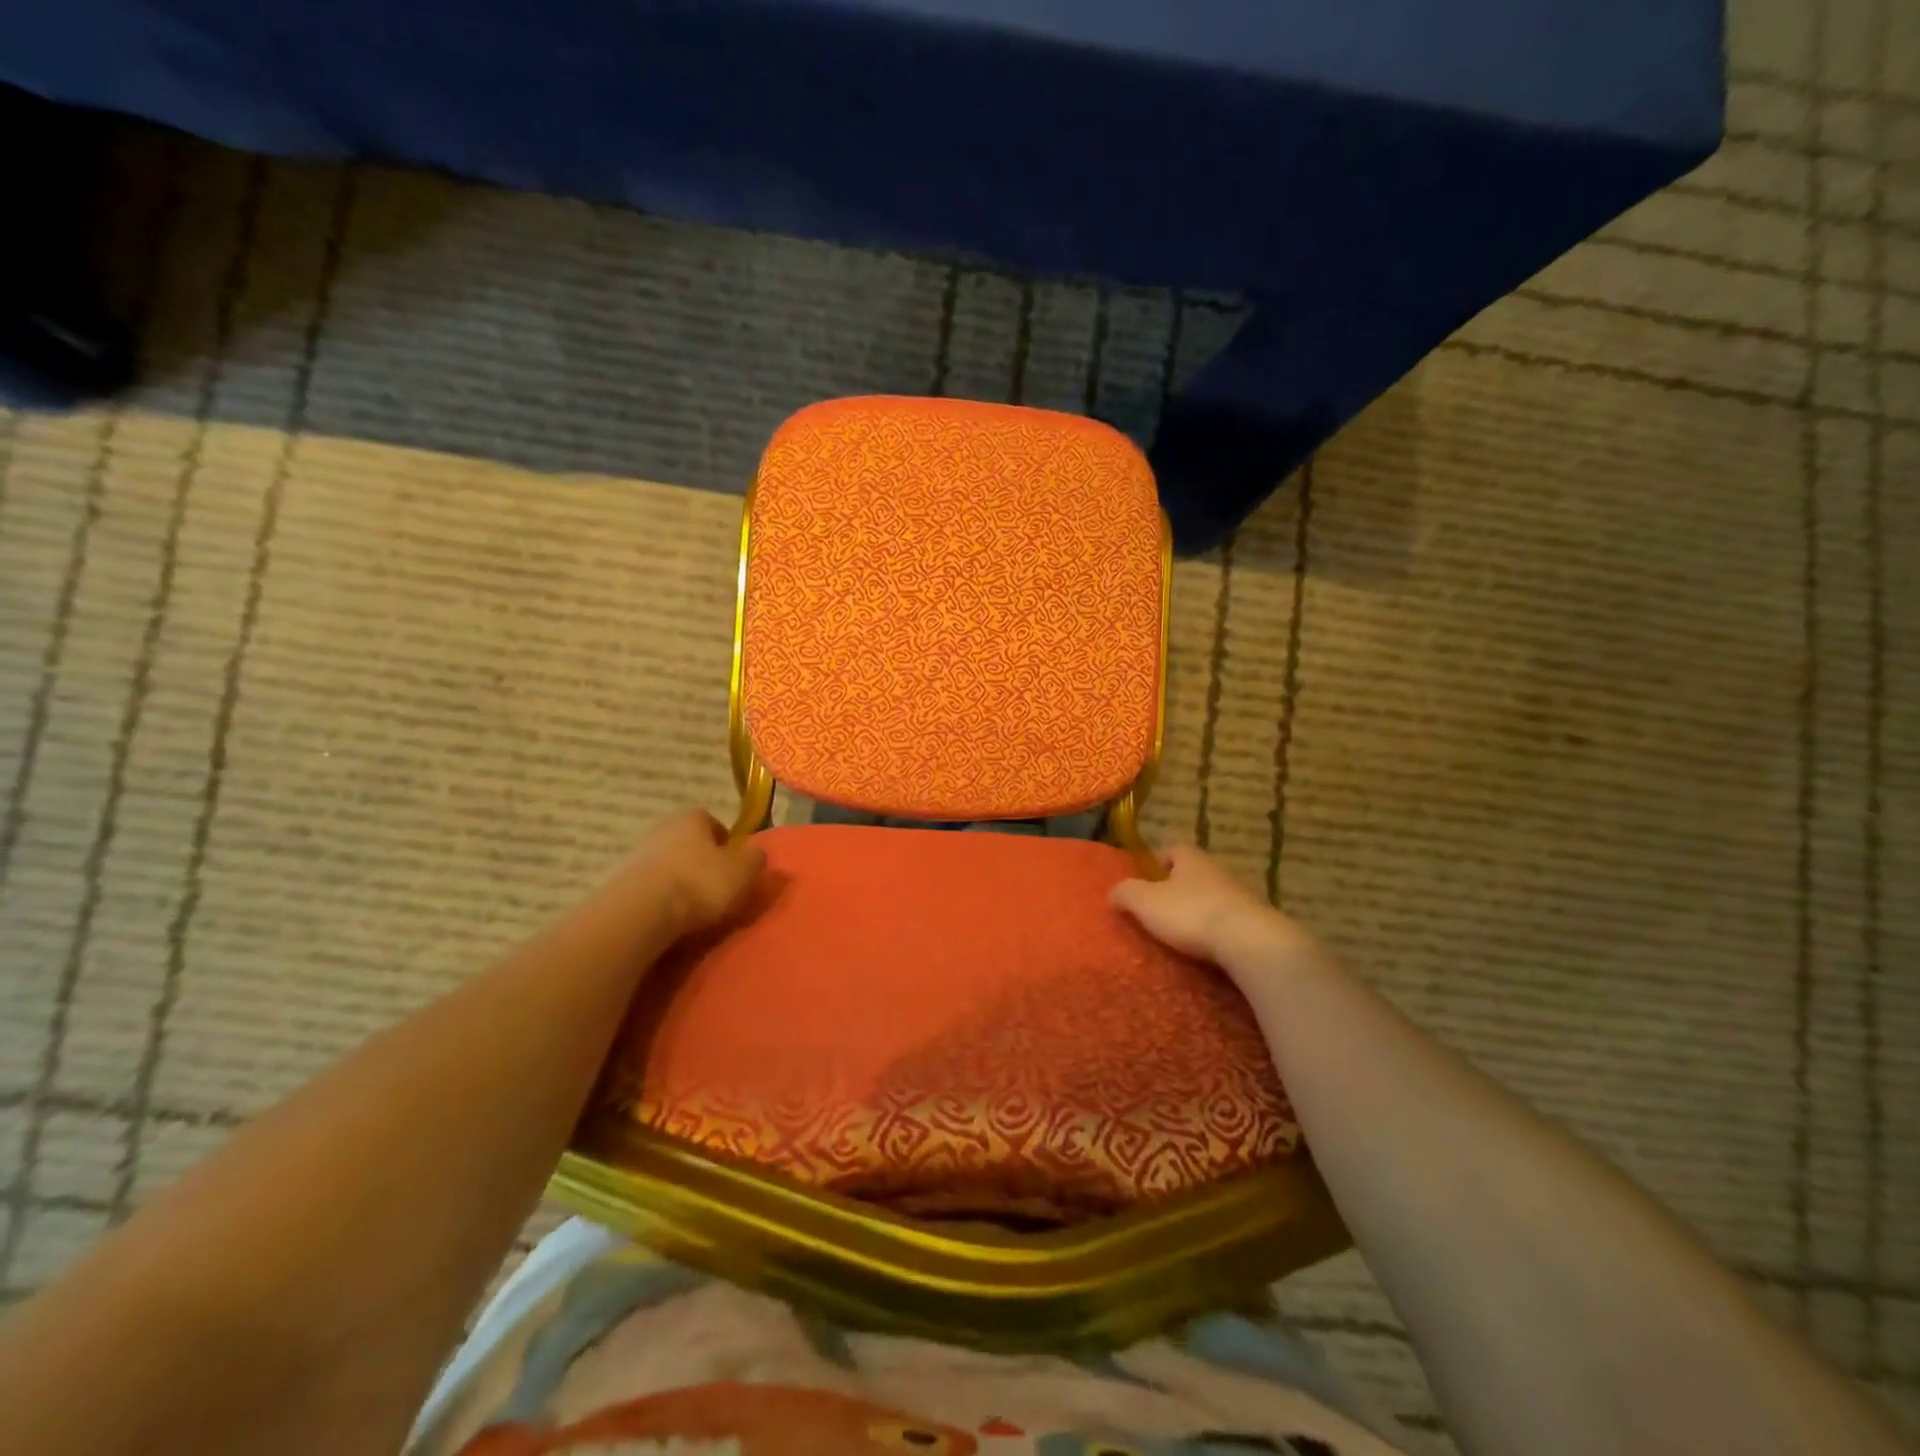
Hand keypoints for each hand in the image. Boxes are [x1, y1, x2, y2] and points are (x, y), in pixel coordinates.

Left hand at [624, 809, 767, 938]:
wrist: (639, 912)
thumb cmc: (699, 883)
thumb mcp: (743, 872)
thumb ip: (755, 859)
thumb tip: (756, 853)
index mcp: (693, 818)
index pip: (714, 824)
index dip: (726, 845)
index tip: (733, 869)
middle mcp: (662, 827)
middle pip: (688, 843)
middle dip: (701, 862)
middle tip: (715, 888)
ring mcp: (636, 853)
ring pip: (667, 864)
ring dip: (678, 880)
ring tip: (691, 908)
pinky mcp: (618, 881)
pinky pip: (649, 886)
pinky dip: (659, 898)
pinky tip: (668, 917)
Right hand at [1110, 845, 1326, 984]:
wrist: (1250, 942)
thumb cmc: (1191, 914)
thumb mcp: (1145, 902)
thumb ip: (1126, 893)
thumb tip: (1113, 892)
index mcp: (1191, 859)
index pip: (1173, 850)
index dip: (1159, 861)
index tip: (1148, 880)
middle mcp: (1218, 870)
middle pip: (1195, 874)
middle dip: (1179, 888)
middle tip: (1161, 909)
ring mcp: (1242, 896)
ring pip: (1214, 897)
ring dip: (1201, 910)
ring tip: (1184, 933)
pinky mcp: (1257, 922)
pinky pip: (1231, 921)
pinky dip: (1219, 931)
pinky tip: (1209, 949)